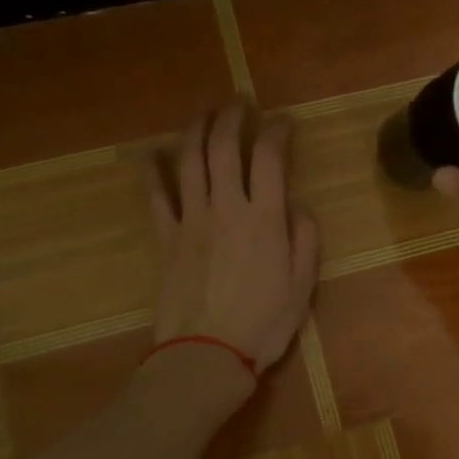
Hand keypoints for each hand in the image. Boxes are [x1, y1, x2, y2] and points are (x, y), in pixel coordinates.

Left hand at [149, 103, 320, 385]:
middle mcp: (226, 208)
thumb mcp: (303, 285)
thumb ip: (305, 238)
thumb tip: (297, 205)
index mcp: (264, 219)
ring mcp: (191, 221)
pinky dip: (153, 171)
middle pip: (224, 147)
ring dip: (195, 130)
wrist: (206, 355)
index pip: (270, 158)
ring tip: (203, 113)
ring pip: (188, 162)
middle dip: (232, 117)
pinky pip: (156, 196)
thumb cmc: (264, 324)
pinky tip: (153, 155)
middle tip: (240, 103)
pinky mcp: (165, 239)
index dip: (277, 131)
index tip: (283, 122)